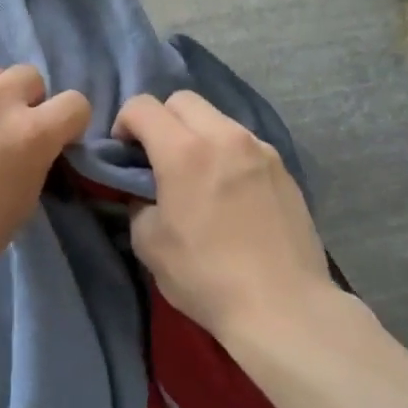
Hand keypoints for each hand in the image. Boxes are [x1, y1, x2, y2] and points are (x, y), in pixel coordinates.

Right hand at [114, 90, 335, 343]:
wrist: (283, 306)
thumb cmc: (206, 277)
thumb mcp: (149, 244)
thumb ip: (139, 204)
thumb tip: (146, 192)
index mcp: (184, 152)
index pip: (142, 107)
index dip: (123, 123)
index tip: (124, 154)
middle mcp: (225, 137)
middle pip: (183, 100)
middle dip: (161, 120)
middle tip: (157, 158)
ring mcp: (260, 149)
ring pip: (217, 119)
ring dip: (197, 135)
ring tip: (196, 175)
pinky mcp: (284, 168)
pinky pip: (244, 144)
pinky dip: (226, 153)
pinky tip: (228, 192)